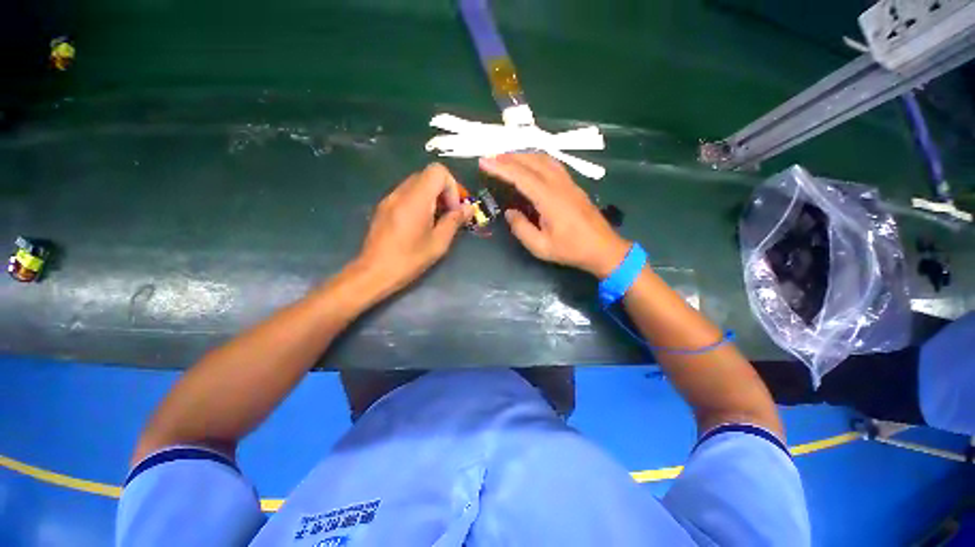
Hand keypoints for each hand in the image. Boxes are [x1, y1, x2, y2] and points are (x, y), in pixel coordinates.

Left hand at [356, 163, 472, 292]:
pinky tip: (420, 224)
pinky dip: (419, 201)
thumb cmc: (409, 260)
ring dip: (432, 197)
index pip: (438, 171)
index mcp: (416, 199)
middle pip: (428, 176)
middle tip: (448, 215)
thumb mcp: (438, 243)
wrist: (374, 272)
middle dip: (443, 192)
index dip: (452, 186)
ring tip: (436, 220)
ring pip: (417, 184)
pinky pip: (406, 194)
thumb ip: (454, 221)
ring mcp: (389, 198)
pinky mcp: (384, 207)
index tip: (453, 209)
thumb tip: (469, 208)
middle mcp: (400, 192)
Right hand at [479, 153, 630, 277]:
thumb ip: (521, 229)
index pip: (521, 177)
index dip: (501, 168)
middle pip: (532, 162)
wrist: (603, 248)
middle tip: (490, 159)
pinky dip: (537, 159)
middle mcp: (559, 185)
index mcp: (550, 199)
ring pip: (544, 159)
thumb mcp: (541, 247)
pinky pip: (553, 164)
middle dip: (509, 157)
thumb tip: (510, 212)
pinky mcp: (573, 185)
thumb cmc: (571, 250)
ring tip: (506, 158)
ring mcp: (569, 183)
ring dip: (523, 155)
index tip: (484, 162)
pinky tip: (530, 164)